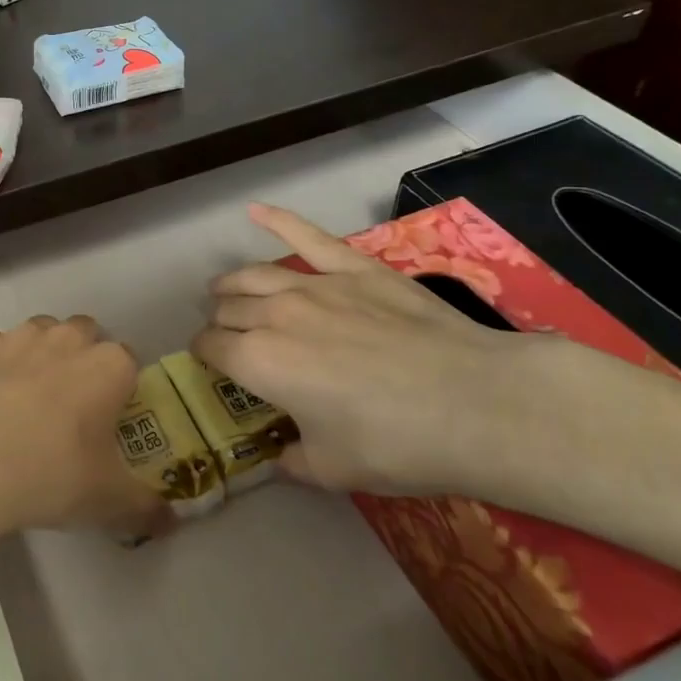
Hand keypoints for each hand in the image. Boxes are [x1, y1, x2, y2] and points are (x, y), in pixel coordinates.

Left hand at [0, 315, 168, 542]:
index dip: (121, 388)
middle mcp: (66, 338)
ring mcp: (18, 336)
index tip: (109, 419)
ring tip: (25, 401)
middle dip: (81, 360)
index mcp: (109, 366)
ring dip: (38, 356)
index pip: (129, 362)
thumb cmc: (50, 474)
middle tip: (70, 408)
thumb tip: (170, 521)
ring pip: (39, 333)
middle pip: (85, 335)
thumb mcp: (107, 502)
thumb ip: (145, 507)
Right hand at [193, 204, 568, 496]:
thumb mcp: (332, 470)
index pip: (211, 349)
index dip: (206, 358)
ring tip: (224, 290)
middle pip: (229, 309)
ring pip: (254, 275)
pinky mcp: (354, 268)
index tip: (213, 367)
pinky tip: (256, 210)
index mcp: (259, 363)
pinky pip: (307, 236)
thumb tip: (280, 456)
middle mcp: (273, 315)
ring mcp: (314, 285)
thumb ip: (293, 461)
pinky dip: (277, 220)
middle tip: (229, 338)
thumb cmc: (396, 444)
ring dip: (231, 284)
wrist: (474, 403)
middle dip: (220, 323)